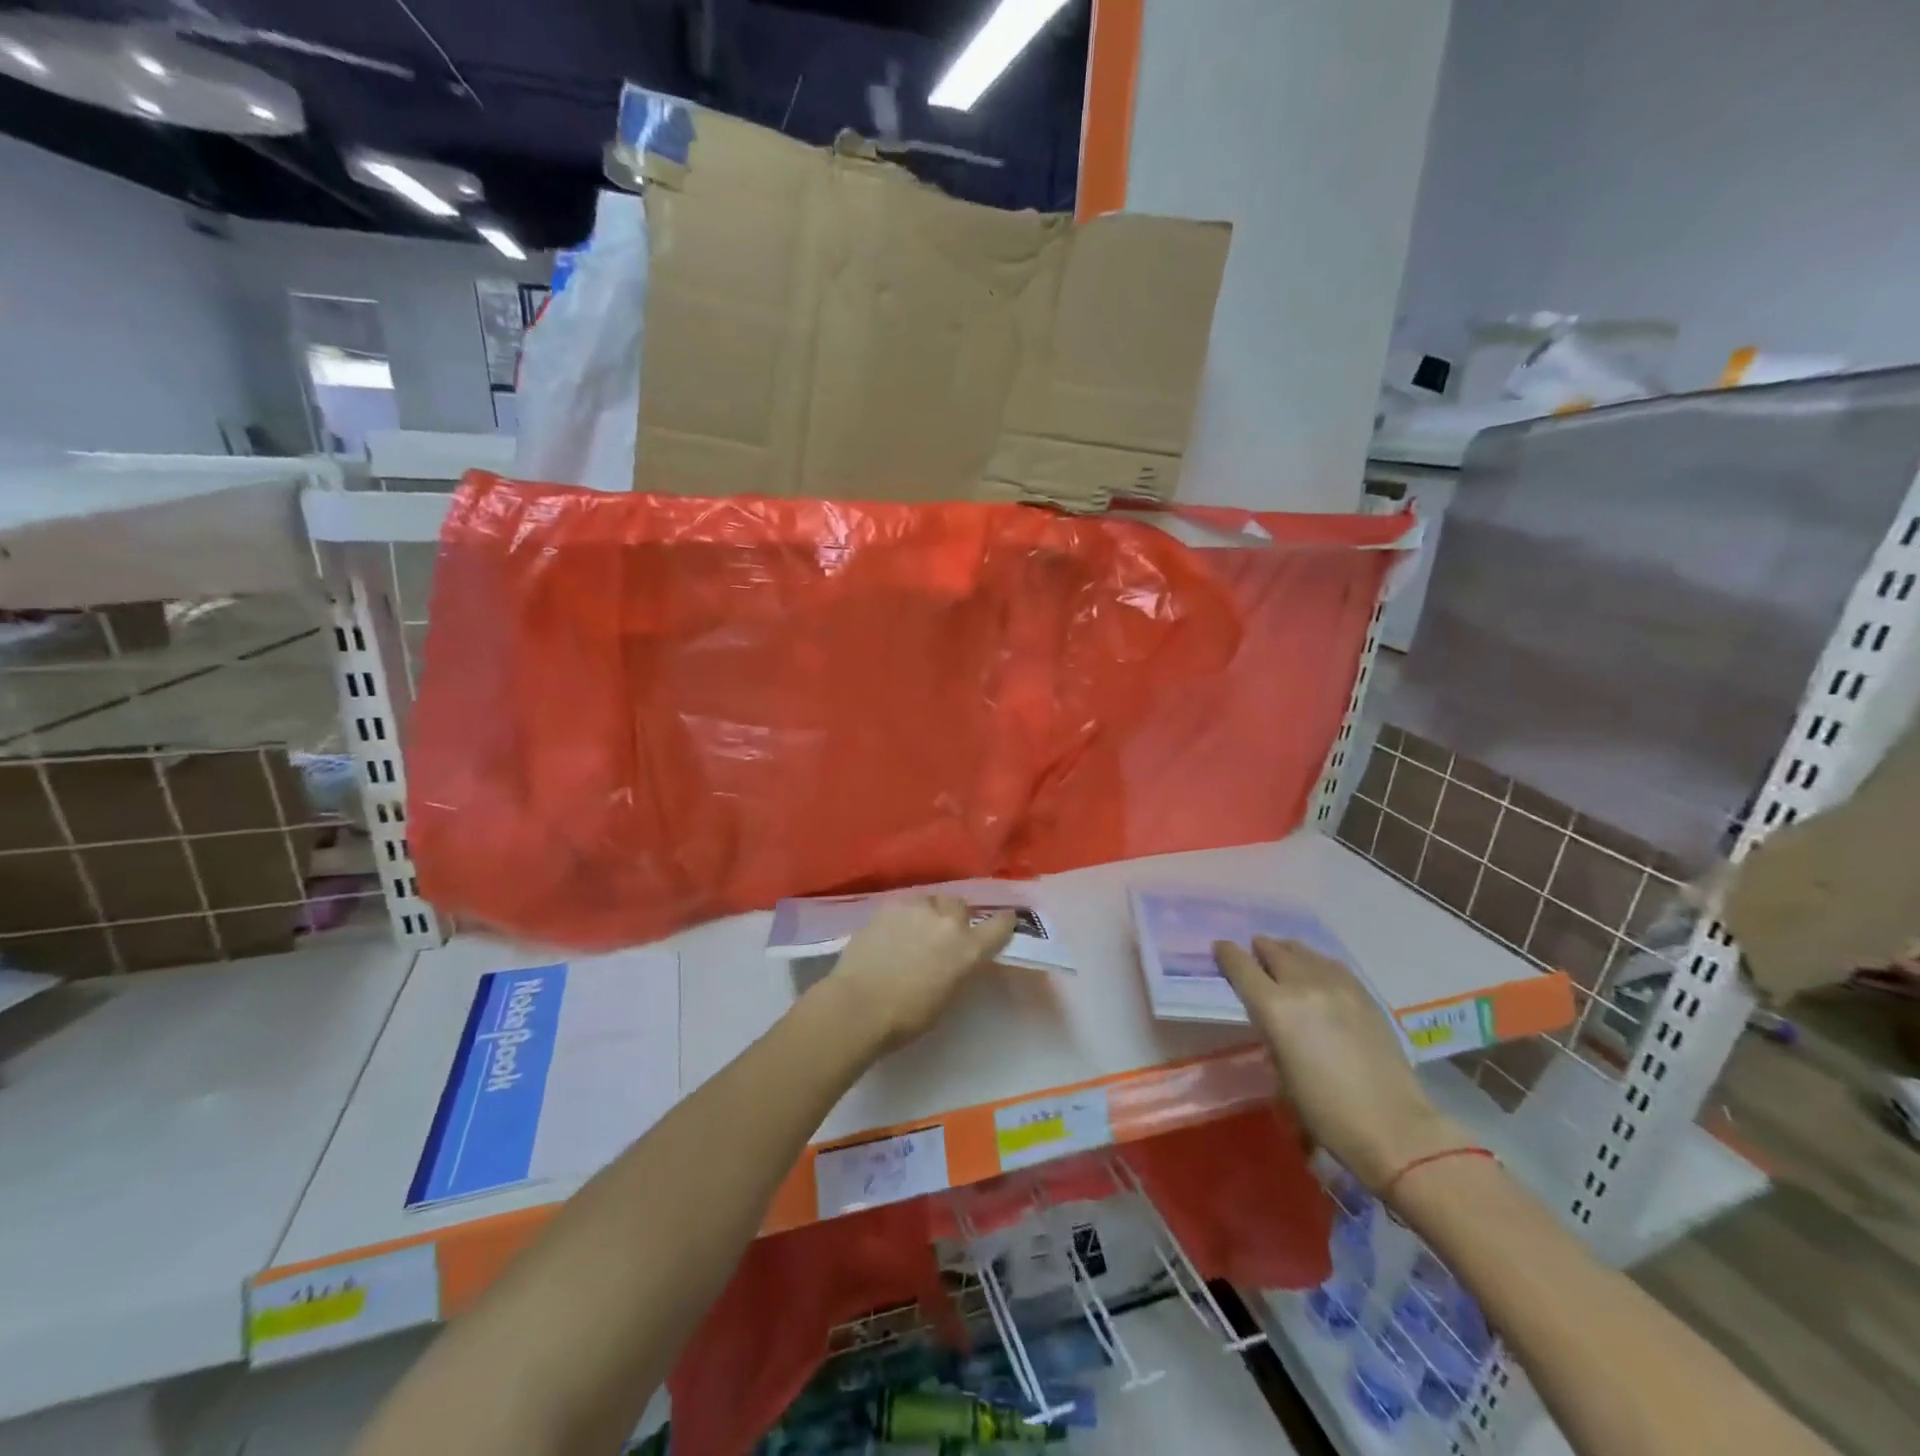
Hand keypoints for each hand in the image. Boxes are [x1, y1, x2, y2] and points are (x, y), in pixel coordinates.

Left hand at [823, 896, 1016, 1053]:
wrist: (859, 1005)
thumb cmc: (907, 1017)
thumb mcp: (948, 995)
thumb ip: (959, 968)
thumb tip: (958, 958)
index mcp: (969, 948)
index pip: (1000, 925)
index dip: (1003, 922)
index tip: (1003, 921)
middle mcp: (948, 921)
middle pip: (960, 906)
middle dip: (955, 918)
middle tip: (942, 936)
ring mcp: (917, 908)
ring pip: (931, 901)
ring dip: (928, 913)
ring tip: (914, 931)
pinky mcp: (889, 905)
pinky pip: (905, 904)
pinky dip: (903, 916)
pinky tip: (891, 932)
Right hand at [1214, 936, 1468, 1191]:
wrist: (1395, 1128)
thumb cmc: (1325, 1111)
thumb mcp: (1280, 1069)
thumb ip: (1270, 1029)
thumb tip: (1270, 1013)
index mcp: (1275, 1007)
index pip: (1241, 965)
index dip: (1227, 954)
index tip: (1220, 950)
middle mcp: (1303, 985)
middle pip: (1273, 950)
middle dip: (1258, 951)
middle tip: (1253, 957)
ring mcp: (1338, 985)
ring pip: (1303, 951)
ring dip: (1287, 952)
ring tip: (1283, 959)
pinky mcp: (1364, 993)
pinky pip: (1330, 964)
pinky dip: (1315, 963)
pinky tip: (1315, 972)